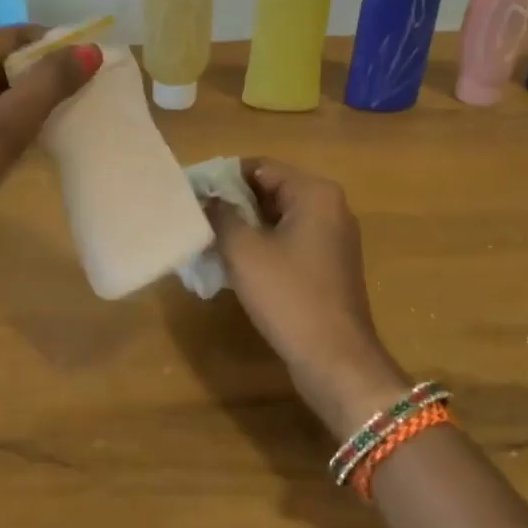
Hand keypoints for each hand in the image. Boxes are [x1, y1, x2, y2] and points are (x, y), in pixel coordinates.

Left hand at [0, 25, 99, 257]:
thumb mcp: (7, 122)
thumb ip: (50, 83)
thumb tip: (91, 49)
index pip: (13, 35)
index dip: (53, 43)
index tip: (90, 60)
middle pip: (8, 62)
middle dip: (46, 73)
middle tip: (88, 88)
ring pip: (3, 92)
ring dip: (35, 99)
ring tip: (73, 111)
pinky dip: (19, 120)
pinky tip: (42, 136)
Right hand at [209, 158, 409, 436]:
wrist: (336, 360)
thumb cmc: (289, 296)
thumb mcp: (244, 251)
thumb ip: (220, 215)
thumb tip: (206, 198)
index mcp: (314, 193)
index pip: (259, 167)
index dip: (222, 178)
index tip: (192, 193)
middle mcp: (329, 207)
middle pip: (270, 190)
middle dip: (232, 203)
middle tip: (196, 217)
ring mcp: (332, 238)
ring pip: (277, 218)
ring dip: (245, 227)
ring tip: (208, 240)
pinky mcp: (329, 265)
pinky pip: (289, 241)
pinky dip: (262, 246)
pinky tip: (234, 264)